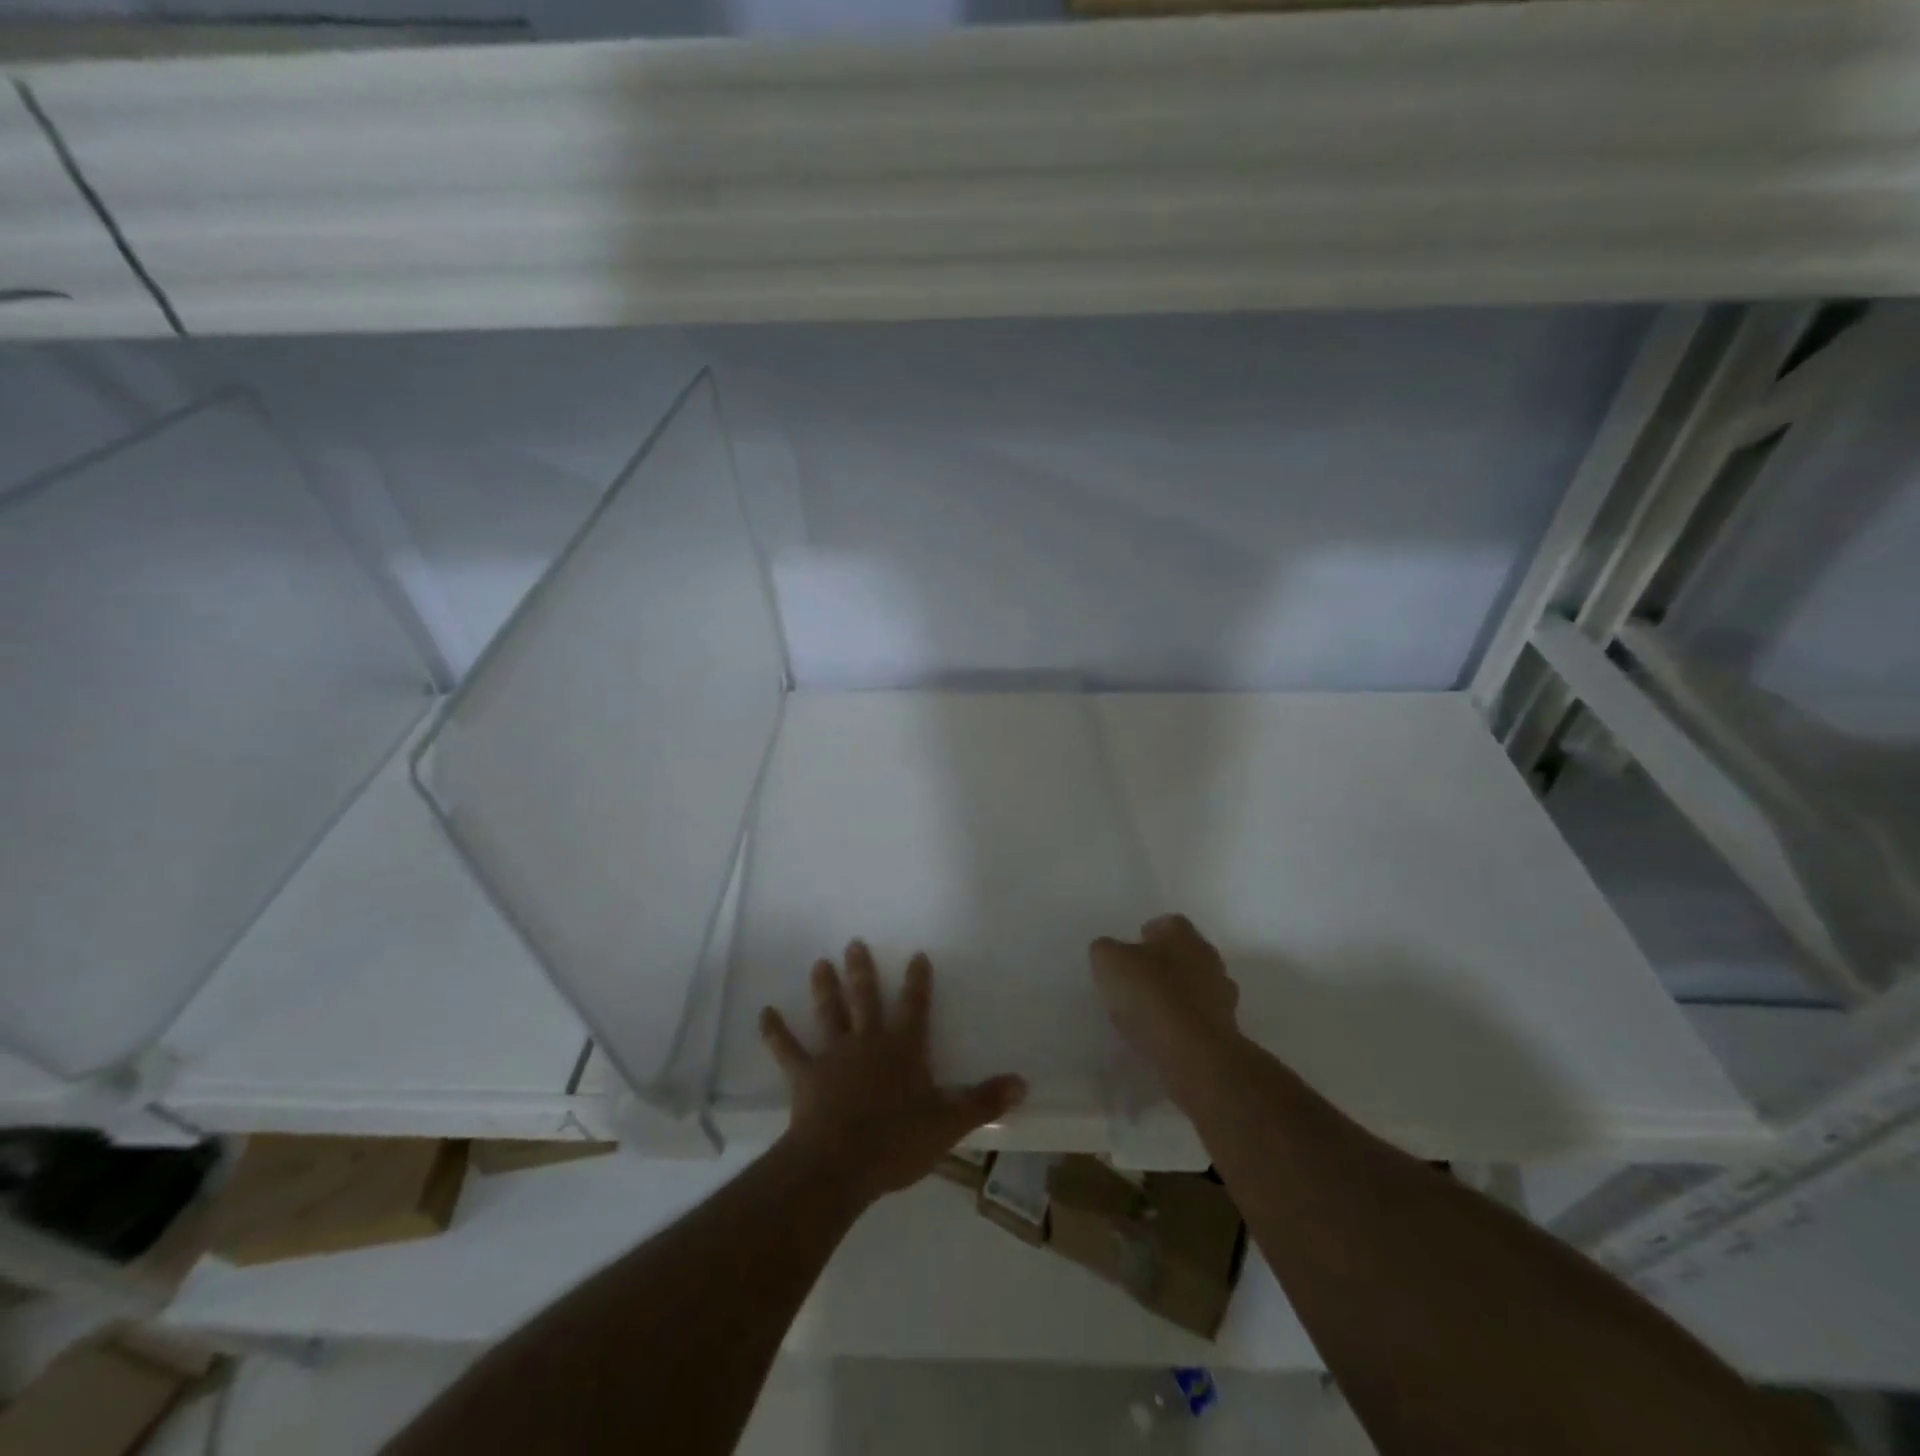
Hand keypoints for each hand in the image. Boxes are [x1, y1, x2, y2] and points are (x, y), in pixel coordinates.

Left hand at [759, 941, 1025, 1205]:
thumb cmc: (897, 1141)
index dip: (917, 981)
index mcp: (903, 1048)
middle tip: (853, 942)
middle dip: (862, 971)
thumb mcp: (949, 1123)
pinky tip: (764, 1013)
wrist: (840, 1162)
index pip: (915, 1006)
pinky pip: (787, 1049)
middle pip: (865, 998)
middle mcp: (868, 1041)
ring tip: (819, 963)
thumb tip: (1022, 1083)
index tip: (916, 955)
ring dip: (824, 988)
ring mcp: (834, 1055)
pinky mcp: (805, 1075)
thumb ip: (984, 1101)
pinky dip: (775, 1031)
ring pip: (829, 1013)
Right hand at [1089, 914, 1241, 1084]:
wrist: (1195, 1052)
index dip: (1146, 936)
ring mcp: (1221, 993)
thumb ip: (1106, 950)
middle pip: (1183, 953)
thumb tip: (1109, 951)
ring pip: (1194, 984)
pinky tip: (1163, 1034)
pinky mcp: (1226, 1027)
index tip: (1128, 954)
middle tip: (1136, 981)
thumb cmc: (1151, 995)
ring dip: (1175, 994)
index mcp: (1182, 934)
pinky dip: (1184, 1021)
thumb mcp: (1109, 963)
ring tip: (1147, 1012)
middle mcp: (1208, 956)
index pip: (1165, 924)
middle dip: (1163, 964)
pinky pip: (1199, 1016)